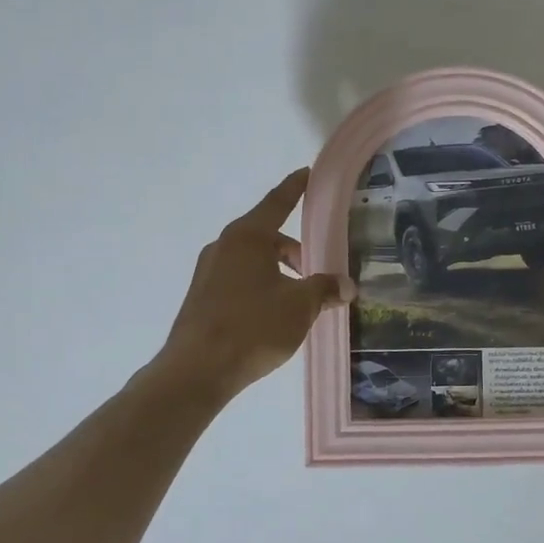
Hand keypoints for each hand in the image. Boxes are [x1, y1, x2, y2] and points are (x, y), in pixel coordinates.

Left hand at [157, 169, 354, 402]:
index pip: (278, 202)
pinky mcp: (201, 298)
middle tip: (317, 275)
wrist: (198, 369)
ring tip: (297, 304)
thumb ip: (325, 289)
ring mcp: (207, 272)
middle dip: (294, 252)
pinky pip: (238, 282)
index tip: (308, 173)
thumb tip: (346, 285)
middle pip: (267, 237)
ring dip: (278, 274)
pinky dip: (259, 289)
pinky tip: (271, 318)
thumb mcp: (300, 306)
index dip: (296, 188)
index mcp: (247, 237)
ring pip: (252, 262)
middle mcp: (223, 246)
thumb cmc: (253, 326)